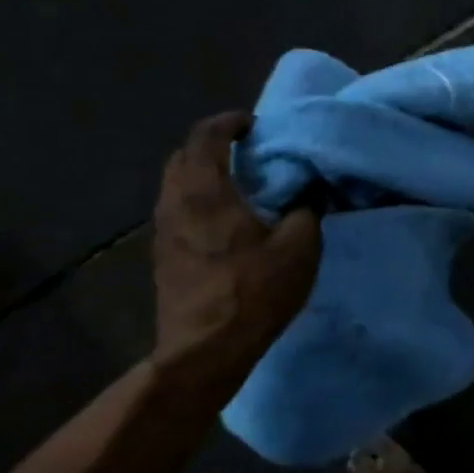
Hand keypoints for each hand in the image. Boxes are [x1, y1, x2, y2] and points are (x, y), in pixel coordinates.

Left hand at [151, 110, 322, 399]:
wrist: (206, 349)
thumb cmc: (255, 291)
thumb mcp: (300, 246)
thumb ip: (307, 209)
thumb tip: (310, 189)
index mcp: (205, 192)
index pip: (205, 136)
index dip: (229, 123)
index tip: (254, 125)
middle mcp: (175, 203)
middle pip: (183, 157)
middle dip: (212, 146)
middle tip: (248, 152)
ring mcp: (163, 230)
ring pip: (176, 185)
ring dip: (204, 174)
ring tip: (240, 184)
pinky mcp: (163, 255)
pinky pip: (177, 209)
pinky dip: (198, 199)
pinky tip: (226, 220)